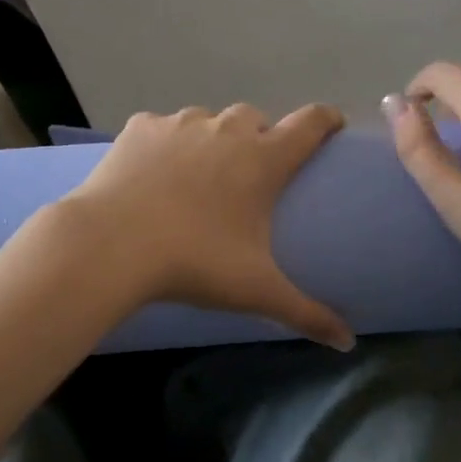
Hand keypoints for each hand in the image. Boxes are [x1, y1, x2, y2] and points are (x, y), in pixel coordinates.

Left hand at [61, 103, 354, 348]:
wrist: (111, 244)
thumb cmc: (194, 262)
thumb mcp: (256, 292)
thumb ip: (307, 314)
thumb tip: (348, 343)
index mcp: (264, 159)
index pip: (310, 124)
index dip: (327, 120)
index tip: (332, 127)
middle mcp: (226, 130)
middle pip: (256, 118)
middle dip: (260, 137)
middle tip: (251, 173)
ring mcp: (180, 124)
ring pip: (208, 119)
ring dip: (212, 138)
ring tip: (199, 174)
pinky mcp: (140, 127)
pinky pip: (162, 127)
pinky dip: (165, 143)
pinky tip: (153, 172)